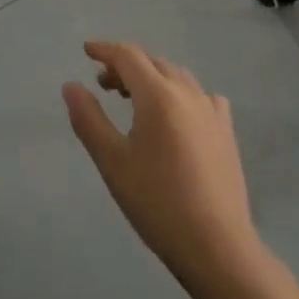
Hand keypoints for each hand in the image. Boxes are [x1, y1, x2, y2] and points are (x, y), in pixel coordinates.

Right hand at [63, 40, 262, 285]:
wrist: (217, 248)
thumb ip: (89, 119)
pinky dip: (181, 93)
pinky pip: (202, 96)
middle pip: (152, 62)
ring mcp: (211, 110)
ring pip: (177, 76)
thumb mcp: (113, 162)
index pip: (128, 56)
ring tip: (134, 99)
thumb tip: (71, 85)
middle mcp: (186, 92)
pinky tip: (178, 114)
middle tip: (104, 84)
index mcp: (158, 94)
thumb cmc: (158, 203)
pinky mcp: (226, 131)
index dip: (105, 50)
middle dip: (126, 66)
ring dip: (152, 77)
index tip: (86, 50)